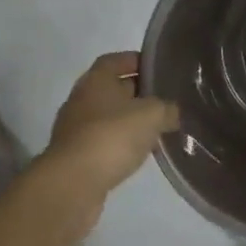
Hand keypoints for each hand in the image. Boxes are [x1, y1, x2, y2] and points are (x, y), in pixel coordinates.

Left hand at [38, 52, 178, 232]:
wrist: (72, 184)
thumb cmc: (112, 136)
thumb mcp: (152, 115)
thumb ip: (167, 109)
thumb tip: (173, 112)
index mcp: (96, 80)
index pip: (115, 60)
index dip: (135, 61)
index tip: (157, 68)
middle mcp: (82, 100)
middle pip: (112, 89)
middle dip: (138, 93)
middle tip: (165, 100)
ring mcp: (76, 130)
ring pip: (109, 118)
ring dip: (130, 121)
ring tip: (157, 128)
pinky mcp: (76, 157)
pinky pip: (104, 142)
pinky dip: (121, 144)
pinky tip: (140, 153)